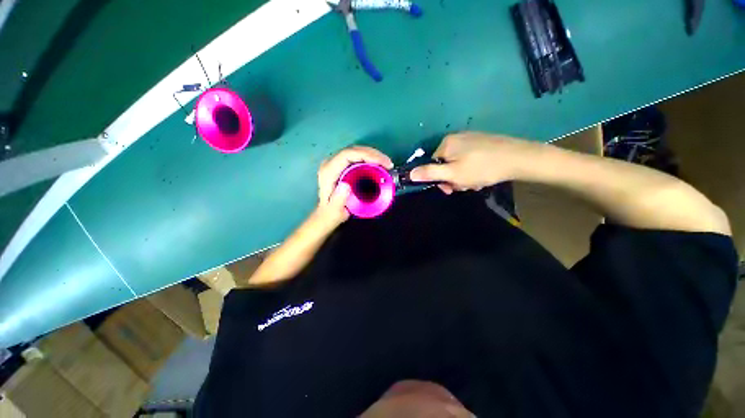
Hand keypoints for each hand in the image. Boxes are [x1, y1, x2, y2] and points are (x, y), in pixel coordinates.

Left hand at [315, 146, 393, 225]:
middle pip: (354, 150)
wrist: (327, 213)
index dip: (367, 155)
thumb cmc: (332, 213)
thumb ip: (338, 200)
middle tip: (388, 164)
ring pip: (356, 151)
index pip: (348, 154)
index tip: (382, 163)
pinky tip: (379, 164)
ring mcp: (336, 163)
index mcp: (328, 171)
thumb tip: (346, 185)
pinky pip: (357, 157)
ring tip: (387, 164)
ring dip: (373, 155)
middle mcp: (331, 163)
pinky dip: (370, 158)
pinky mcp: (341, 165)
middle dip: (373, 154)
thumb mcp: (334, 212)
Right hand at [410, 132, 538, 193]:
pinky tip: (483, 175)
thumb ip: (430, 173)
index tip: (451, 188)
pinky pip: (469, 159)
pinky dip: (472, 169)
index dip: (440, 179)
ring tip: (477, 182)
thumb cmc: (482, 168)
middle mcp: (456, 138)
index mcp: (446, 144)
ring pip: (458, 164)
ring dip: (464, 177)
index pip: (433, 164)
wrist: (519, 159)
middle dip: (454, 178)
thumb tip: (410, 173)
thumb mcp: (453, 174)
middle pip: (446, 164)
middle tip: (466, 185)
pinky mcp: (482, 142)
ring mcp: (470, 139)